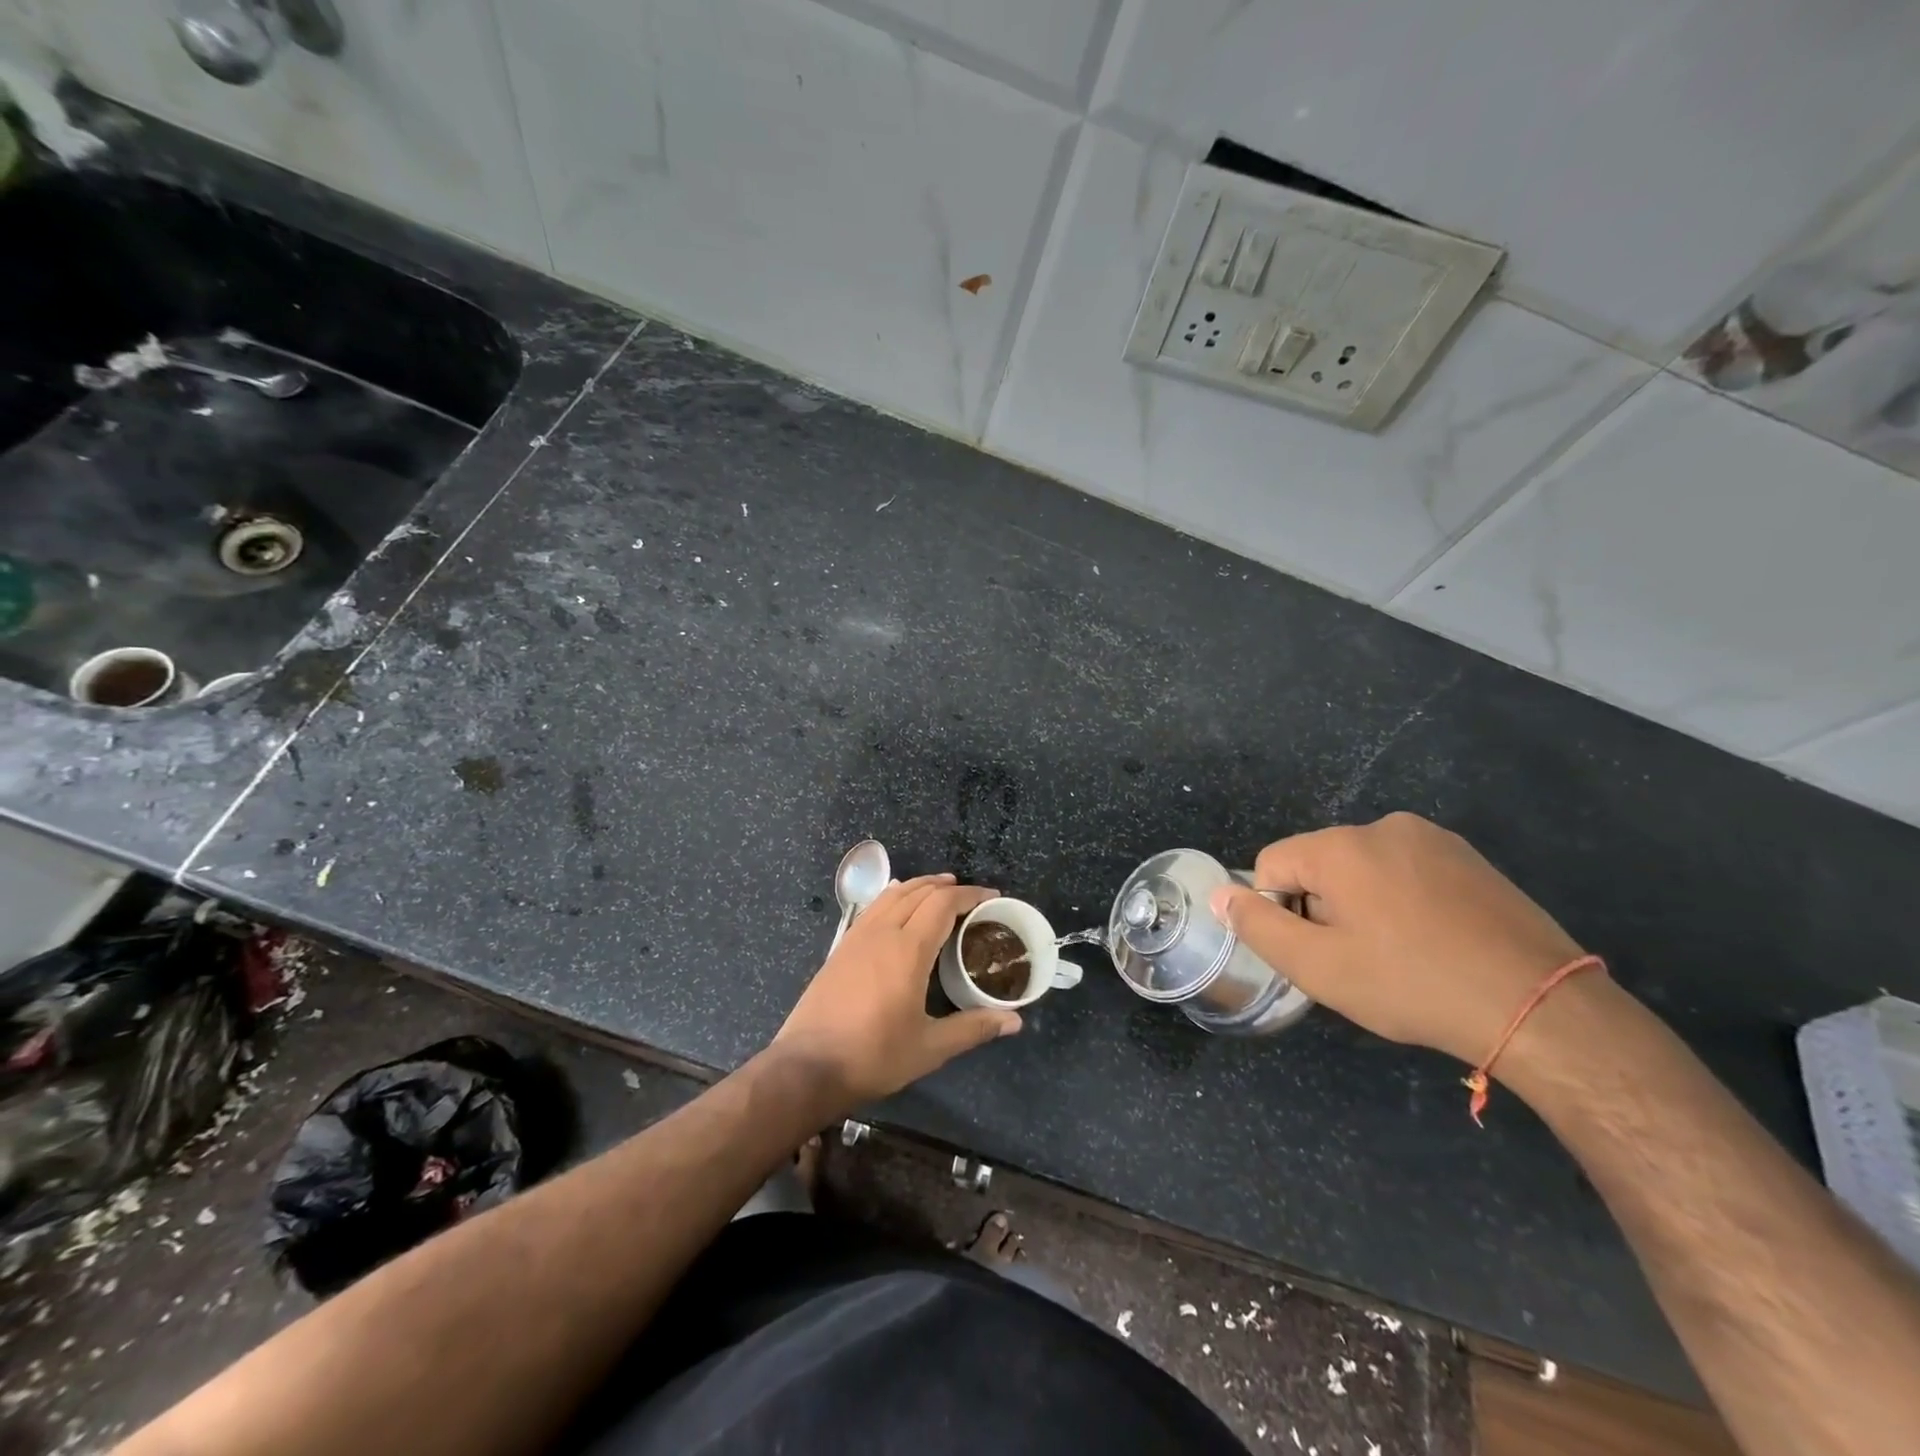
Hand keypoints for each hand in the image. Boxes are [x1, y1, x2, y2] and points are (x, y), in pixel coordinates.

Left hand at [774, 874, 1019, 1104]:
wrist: (808, 1066)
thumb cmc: (874, 1056)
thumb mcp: (930, 1048)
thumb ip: (973, 1028)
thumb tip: (1015, 1021)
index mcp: (908, 950)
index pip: (943, 904)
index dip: (970, 895)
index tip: (992, 896)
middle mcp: (882, 932)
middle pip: (919, 892)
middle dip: (948, 887)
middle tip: (972, 895)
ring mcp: (857, 937)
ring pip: (893, 895)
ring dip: (920, 886)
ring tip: (940, 888)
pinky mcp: (840, 947)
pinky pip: (873, 907)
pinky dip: (894, 895)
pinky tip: (896, 902)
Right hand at [1211, 813, 1590, 1070]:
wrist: (1540, 1006)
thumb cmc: (1412, 984)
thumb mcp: (1318, 966)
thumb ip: (1258, 926)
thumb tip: (1220, 895)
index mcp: (1340, 846)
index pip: (1273, 865)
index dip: (1282, 912)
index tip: (1319, 952)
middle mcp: (1383, 827)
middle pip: (1319, 864)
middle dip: (1324, 907)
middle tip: (1360, 960)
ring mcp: (1434, 839)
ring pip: (1365, 869)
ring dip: (1364, 906)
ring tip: (1401, 956)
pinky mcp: (1471, 858)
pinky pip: (1409, 872)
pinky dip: (1405, 902)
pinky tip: (1435, 944)